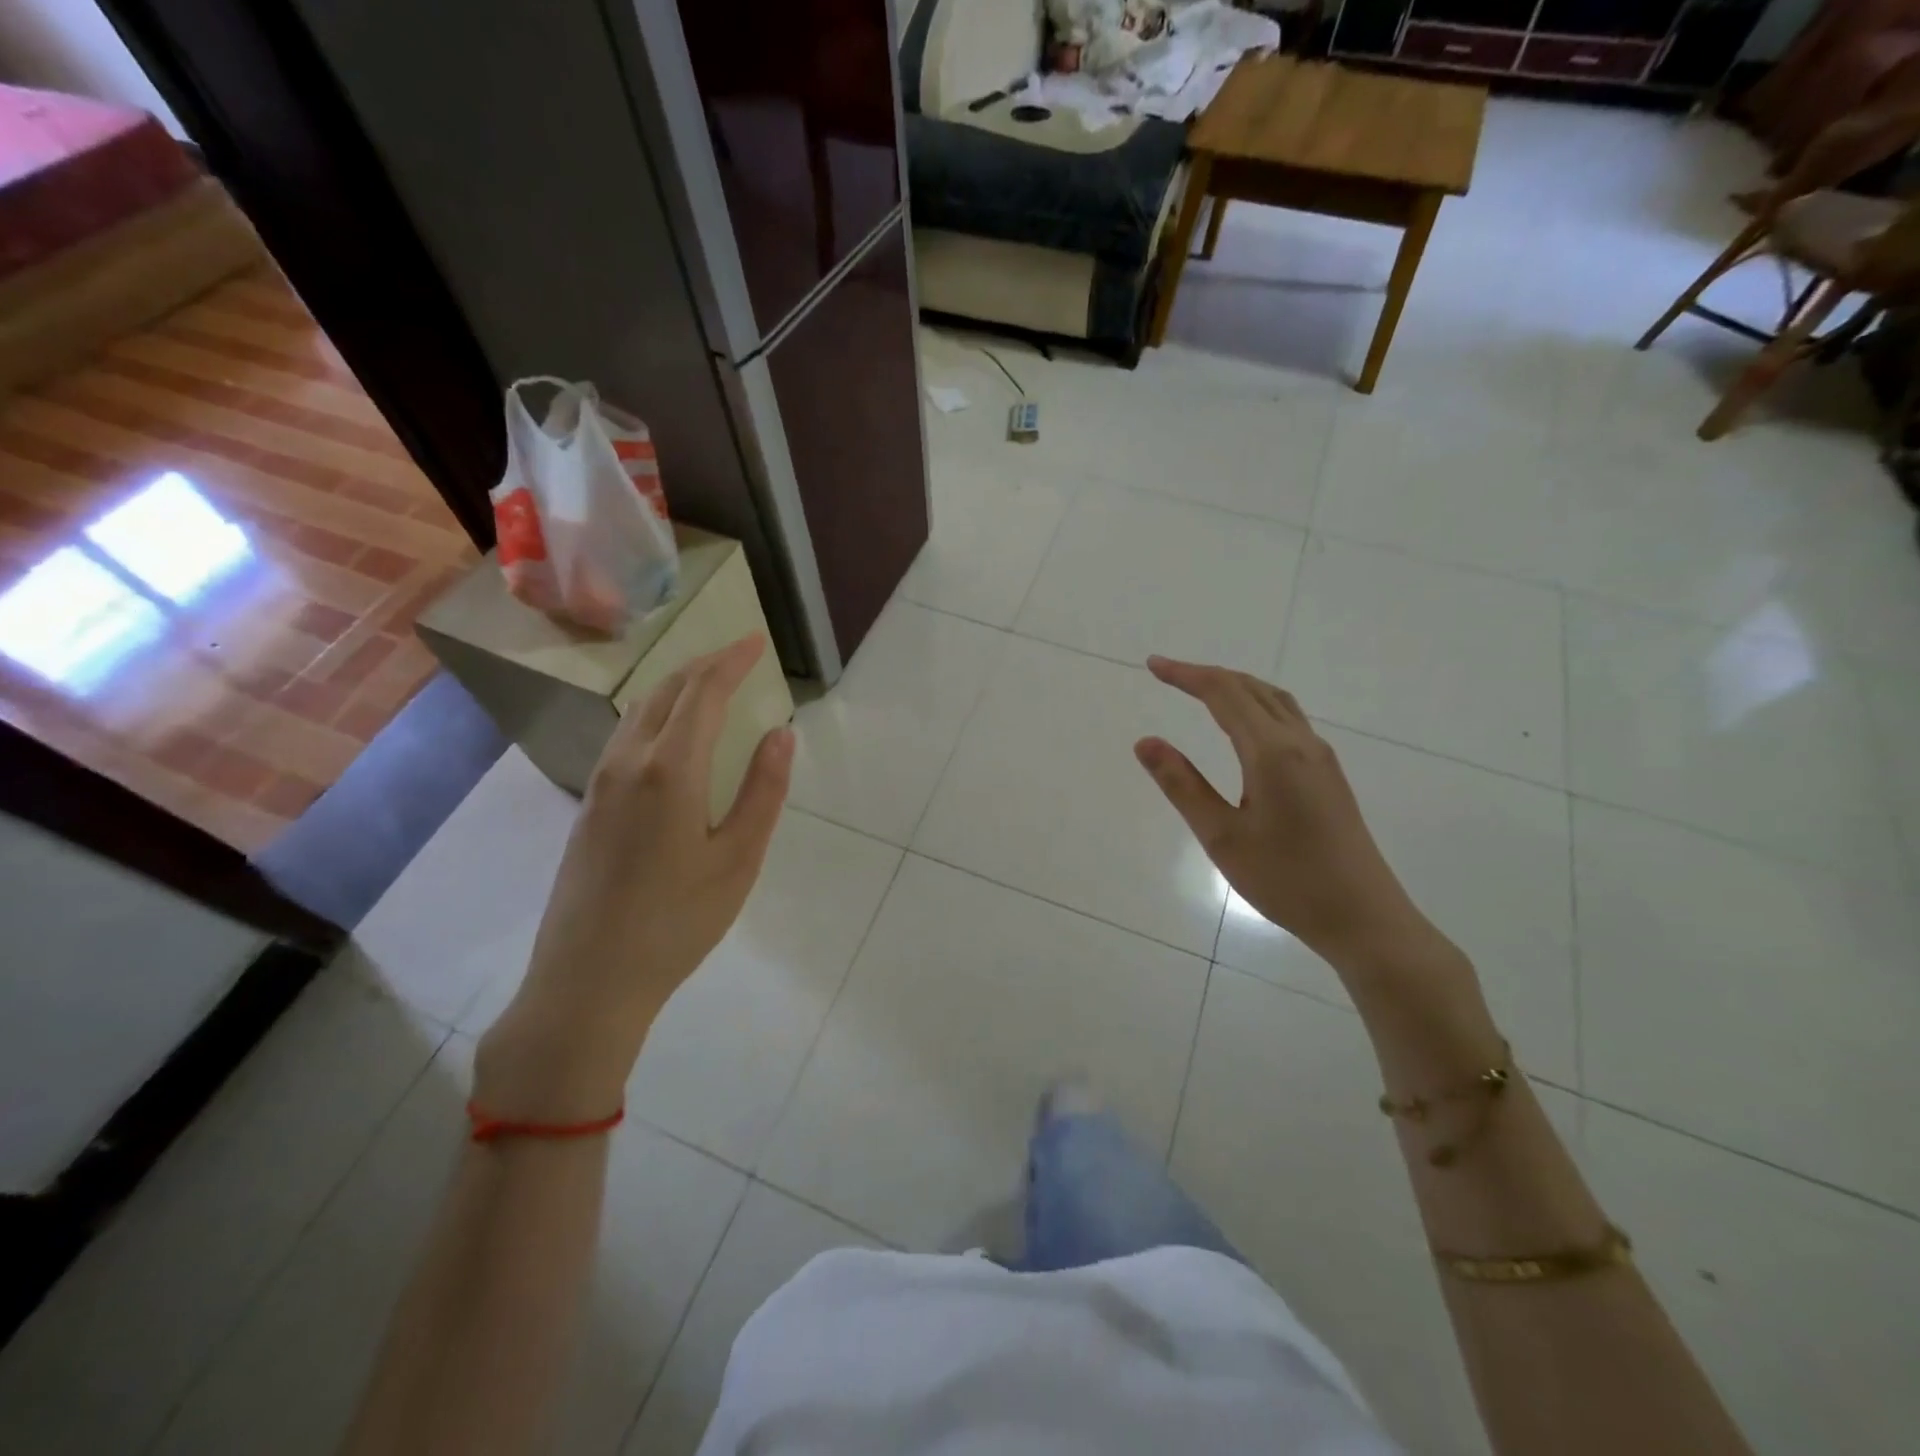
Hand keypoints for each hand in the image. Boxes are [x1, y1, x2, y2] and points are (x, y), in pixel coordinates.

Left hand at [474, 636, 793, 1121]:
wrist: (588, 980)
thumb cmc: (678, 921)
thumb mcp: (738, 859)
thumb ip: (763, 791)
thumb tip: (780, 734)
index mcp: (670, 770)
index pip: (702, 693)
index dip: (730, 661)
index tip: (756, 641)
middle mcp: (628, 763)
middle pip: (666, 693)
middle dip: (703, 665)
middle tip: (738, 656)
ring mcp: (601, 784)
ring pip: (639, 712)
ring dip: (676, 688)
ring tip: (709, 685)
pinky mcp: (589, 807)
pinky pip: (624, 738)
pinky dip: (655, 715)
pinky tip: (671, 736)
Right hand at [1133, 656, 1438, 972]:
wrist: (1364, 918)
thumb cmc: (1286, 881)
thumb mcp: (1222, 836)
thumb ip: (1182, 784)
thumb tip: (1145, 741)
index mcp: (1271, 752)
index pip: (1223, 694)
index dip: (1186, 675)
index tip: (1153, 666)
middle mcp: (1300, 743)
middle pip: (1251, 689)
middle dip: (1207, 675)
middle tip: (1168, 673)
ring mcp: (1320, 757)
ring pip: (1275, 700)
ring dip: (1236, 686)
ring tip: (1202, 689)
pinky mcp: (1329, 774)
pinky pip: (1288, 718)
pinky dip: (1257, 704)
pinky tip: (1245, 725)